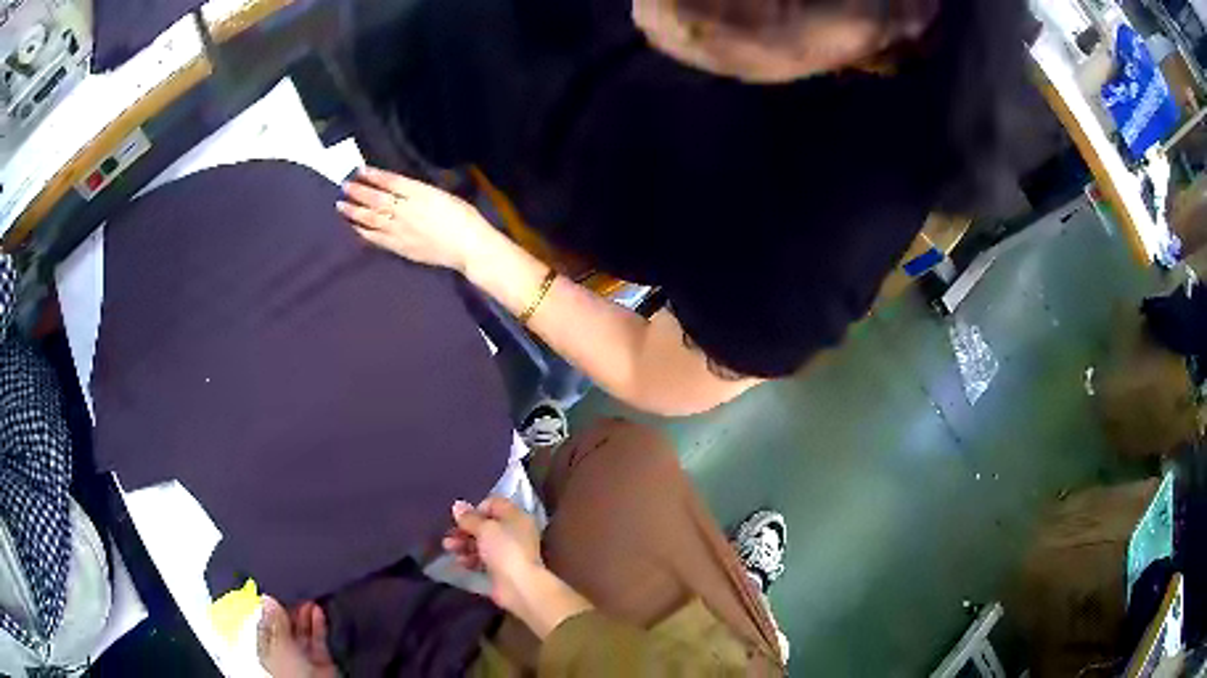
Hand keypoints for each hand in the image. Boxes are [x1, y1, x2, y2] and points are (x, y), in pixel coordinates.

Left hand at [257, 597, 336, 677]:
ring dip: (306, 615)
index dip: (272, 608)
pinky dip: (319, 624)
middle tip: (295, 594)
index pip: (267, 623)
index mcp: (267, 647)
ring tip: (309, 600)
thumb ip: (275, 622)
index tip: (277, 593)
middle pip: (287, 625)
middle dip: (291, 610)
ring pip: (304, 630)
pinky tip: (318, 612)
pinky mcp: (321, 658)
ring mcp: (303, 655)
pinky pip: (319, 638)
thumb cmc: (288, 673)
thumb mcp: (278, 644)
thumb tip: (268, 599)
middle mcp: (285, 651)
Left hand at [337, 167, 493, 272]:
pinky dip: (364, 231)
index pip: (391, 182)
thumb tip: (401, 188)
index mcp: (421, 194)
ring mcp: (401, 230)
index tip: (360, 169)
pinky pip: (377, 238)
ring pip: (372, 219)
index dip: (374, 175)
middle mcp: (407, 211)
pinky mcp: (401, 247)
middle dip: (359, 191)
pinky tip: (355, 226)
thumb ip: (421, 191)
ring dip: (354, 211)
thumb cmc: (464, 217)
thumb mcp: (444, 195)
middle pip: (377, 199)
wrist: (469, 247)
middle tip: (344, 185)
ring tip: (342, 205)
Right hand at [443, 497, 543, 612]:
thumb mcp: (485, 528)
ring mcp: (508, 551)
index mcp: (516, 516)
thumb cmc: (505, 550)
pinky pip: (483, 559)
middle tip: (450, 535)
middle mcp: (514, 532)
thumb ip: (469, 518)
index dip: (476, 509)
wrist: (519, 585)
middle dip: (465, 529)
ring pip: (482, 542)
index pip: (494, 504)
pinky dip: (471, 558)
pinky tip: (460, 562)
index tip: (462, 518)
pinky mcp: (501, 568)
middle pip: (485, 525)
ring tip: (449, 548)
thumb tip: (458, 505)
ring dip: (464, 544)